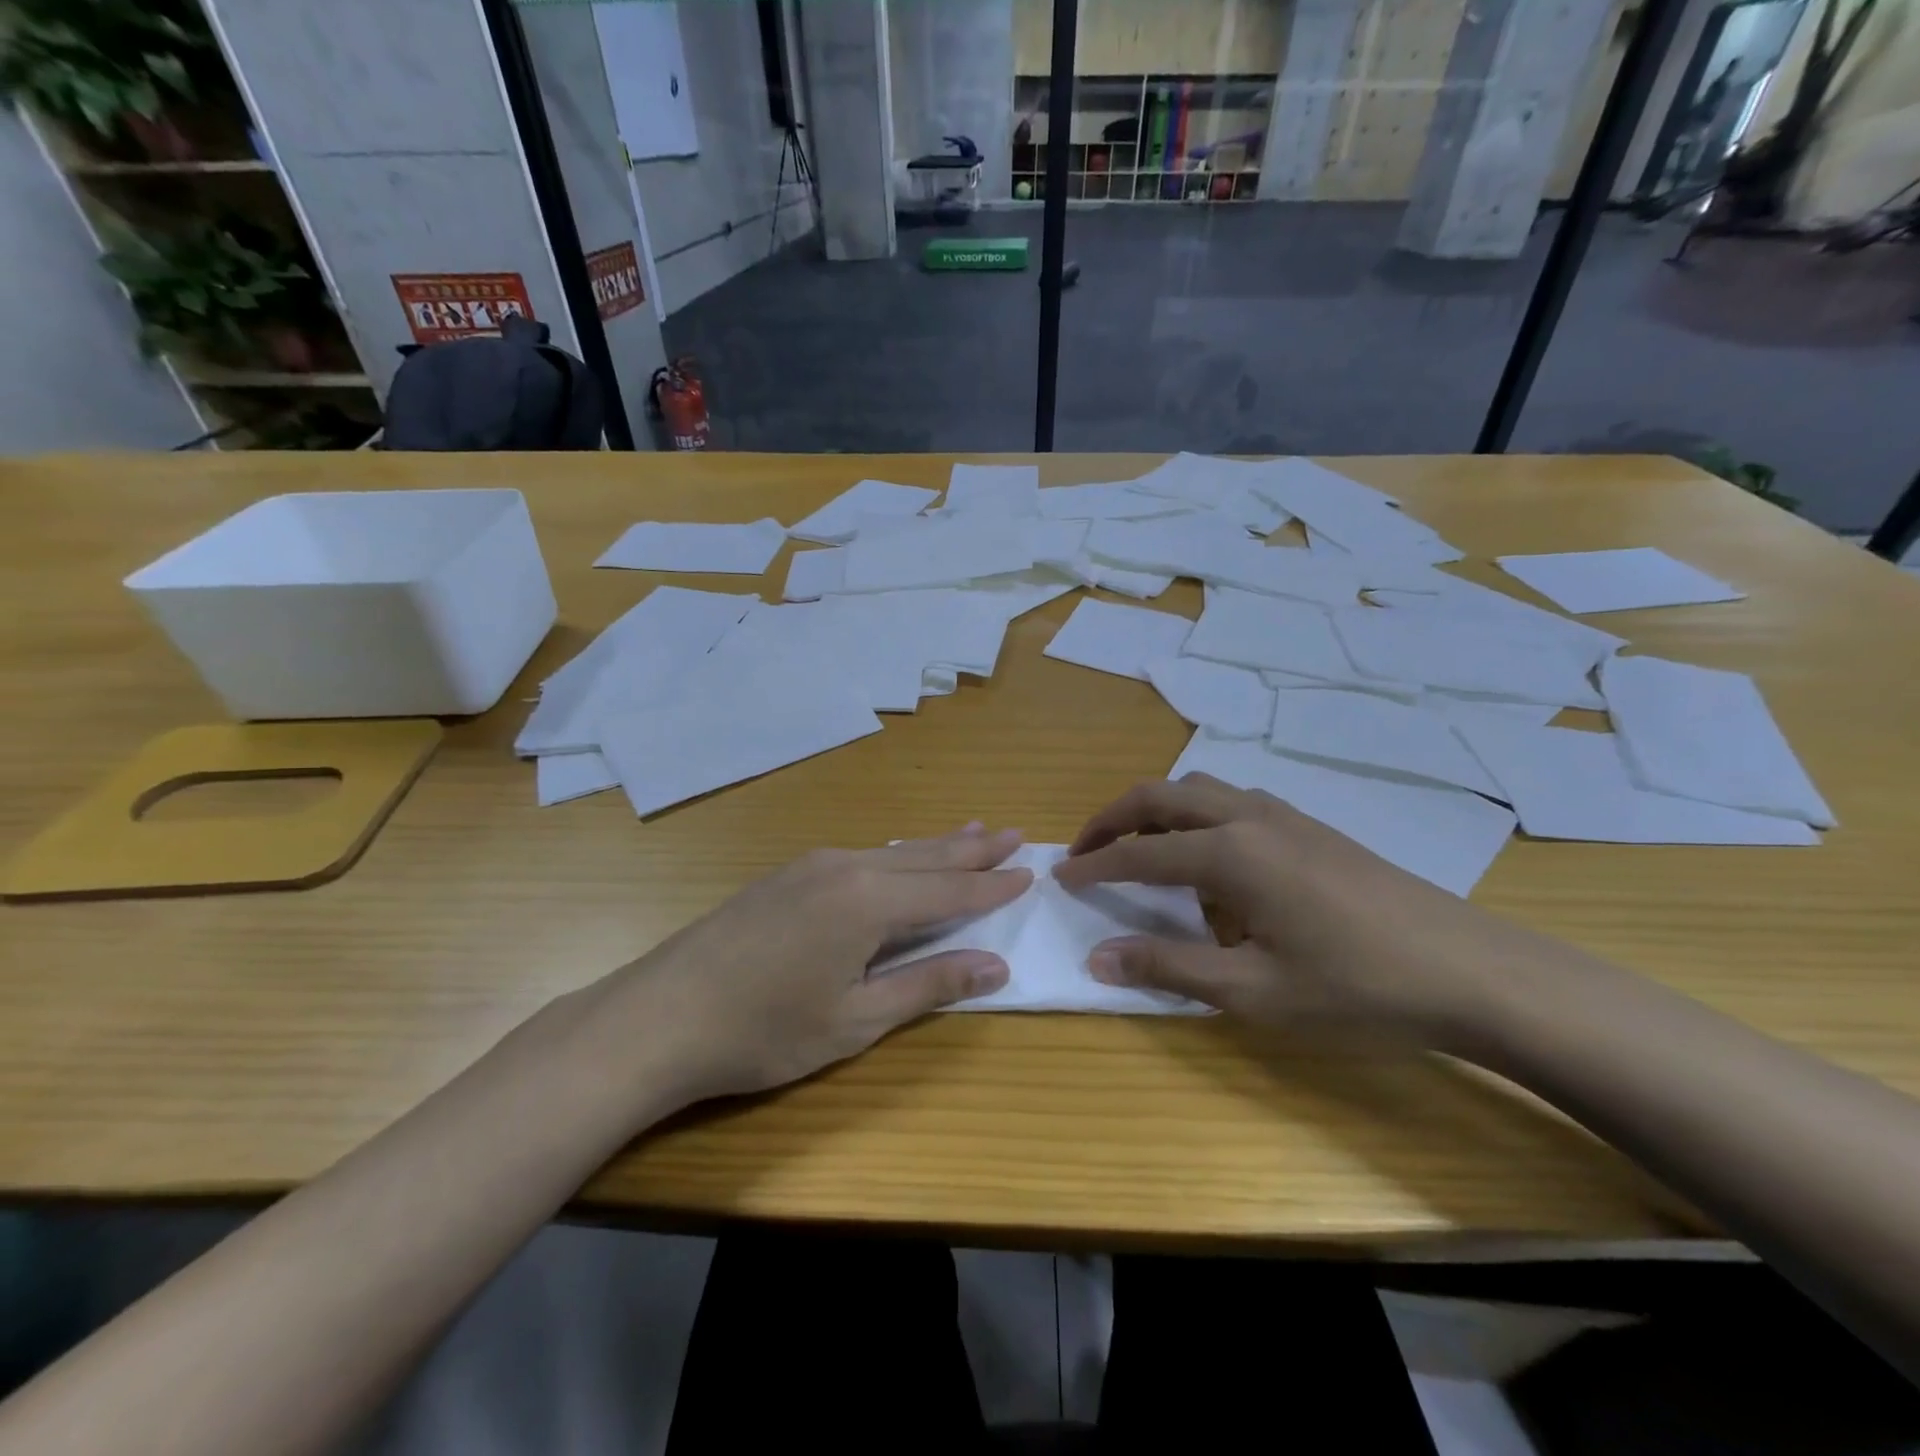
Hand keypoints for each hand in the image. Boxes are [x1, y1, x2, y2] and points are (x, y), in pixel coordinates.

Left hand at [601, 825, 1031, 1105]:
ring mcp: (811, 865)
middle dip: (971, 849)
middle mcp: (846, 867)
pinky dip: (896, 855)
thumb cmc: (765, 1031)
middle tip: (1012, 833)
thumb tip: (996, 964)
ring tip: (972, 830)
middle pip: (924, 857)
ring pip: (891, 851)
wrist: (660, 1017)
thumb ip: (929, 985)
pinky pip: (860, 856)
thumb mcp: (857, 1020)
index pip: (949, 890)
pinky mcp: (786, 875)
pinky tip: (899, 857)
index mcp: (870, 901)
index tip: (1029, 872)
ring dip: (935, 846)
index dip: (992, 886)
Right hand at [1054, 775, 1543, 1044]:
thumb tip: (1097, 957)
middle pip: (1160, 795)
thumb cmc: (1356, 986)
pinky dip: (1195, 817)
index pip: (1138, 852)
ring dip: (1156, 812)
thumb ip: (1169, 967)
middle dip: (1112, 818)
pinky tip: (1210, 863)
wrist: (1470, 970)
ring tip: (1140, 852)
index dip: (1094, 865)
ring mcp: (1284, 815)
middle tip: (1085, 851)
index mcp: (1229, 853)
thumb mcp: (1253, 992)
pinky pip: (1231, 802)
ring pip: (1198, 790)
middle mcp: (1248, 817)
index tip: (1060, 877)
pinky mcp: (1309, 826)